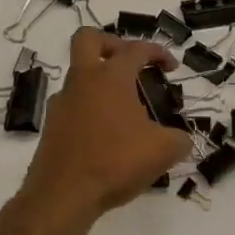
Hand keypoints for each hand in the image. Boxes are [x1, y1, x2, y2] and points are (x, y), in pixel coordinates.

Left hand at [18, 29, 191, 218]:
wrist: (63, 194)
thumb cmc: (115, 162)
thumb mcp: (162, 151)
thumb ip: (179, 139)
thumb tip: (182, 139)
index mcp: (110, 77)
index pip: (136, 49)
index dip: (158, 52)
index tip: (171, 68)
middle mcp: (82, 81)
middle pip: (87, 40)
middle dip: (111, 44)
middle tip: (130, 64)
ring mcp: (62, 102)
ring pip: (80, 76)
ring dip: (102, 82)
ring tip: (126, 110)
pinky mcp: (52, 126)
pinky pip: (74, 104)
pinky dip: (92, 109)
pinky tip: (108, 135)